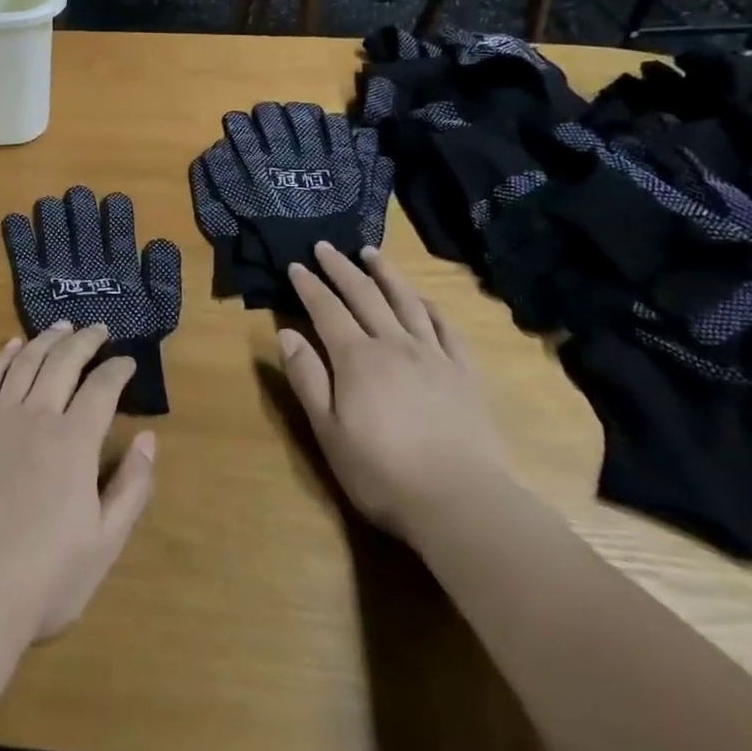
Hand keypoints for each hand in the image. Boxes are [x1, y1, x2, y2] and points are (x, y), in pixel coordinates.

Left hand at [0, 323, 156, 643]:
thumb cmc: (45, 576)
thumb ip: (132, 486)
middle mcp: (37, 417)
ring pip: (25, 362)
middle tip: (99, 328)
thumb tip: (147, 439)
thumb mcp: (106, 542)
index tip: (128, 361)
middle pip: (63, 362)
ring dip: (46, 339)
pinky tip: (11, 346)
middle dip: (84, 340)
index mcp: (75, 442)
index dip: (118, 369)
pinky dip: (2, 357)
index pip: (102, 388)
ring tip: (61, 326)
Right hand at [279, 245, 511, 539]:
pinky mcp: (464, 374)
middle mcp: (395, 345)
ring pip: (407, 302)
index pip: (326, 309)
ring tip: (372, 253)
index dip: (309, 285)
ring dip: (386, 274)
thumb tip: (287, 333)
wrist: (463, 503)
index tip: (296, 265)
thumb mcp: (328, 431)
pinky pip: (446, 329)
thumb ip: (307, 378)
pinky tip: (423, 300)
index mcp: (357, 358)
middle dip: (341, 268)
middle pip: (365, 295)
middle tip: (326, 247)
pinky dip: (430, 307)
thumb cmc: (382, 472)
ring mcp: (434, 357)